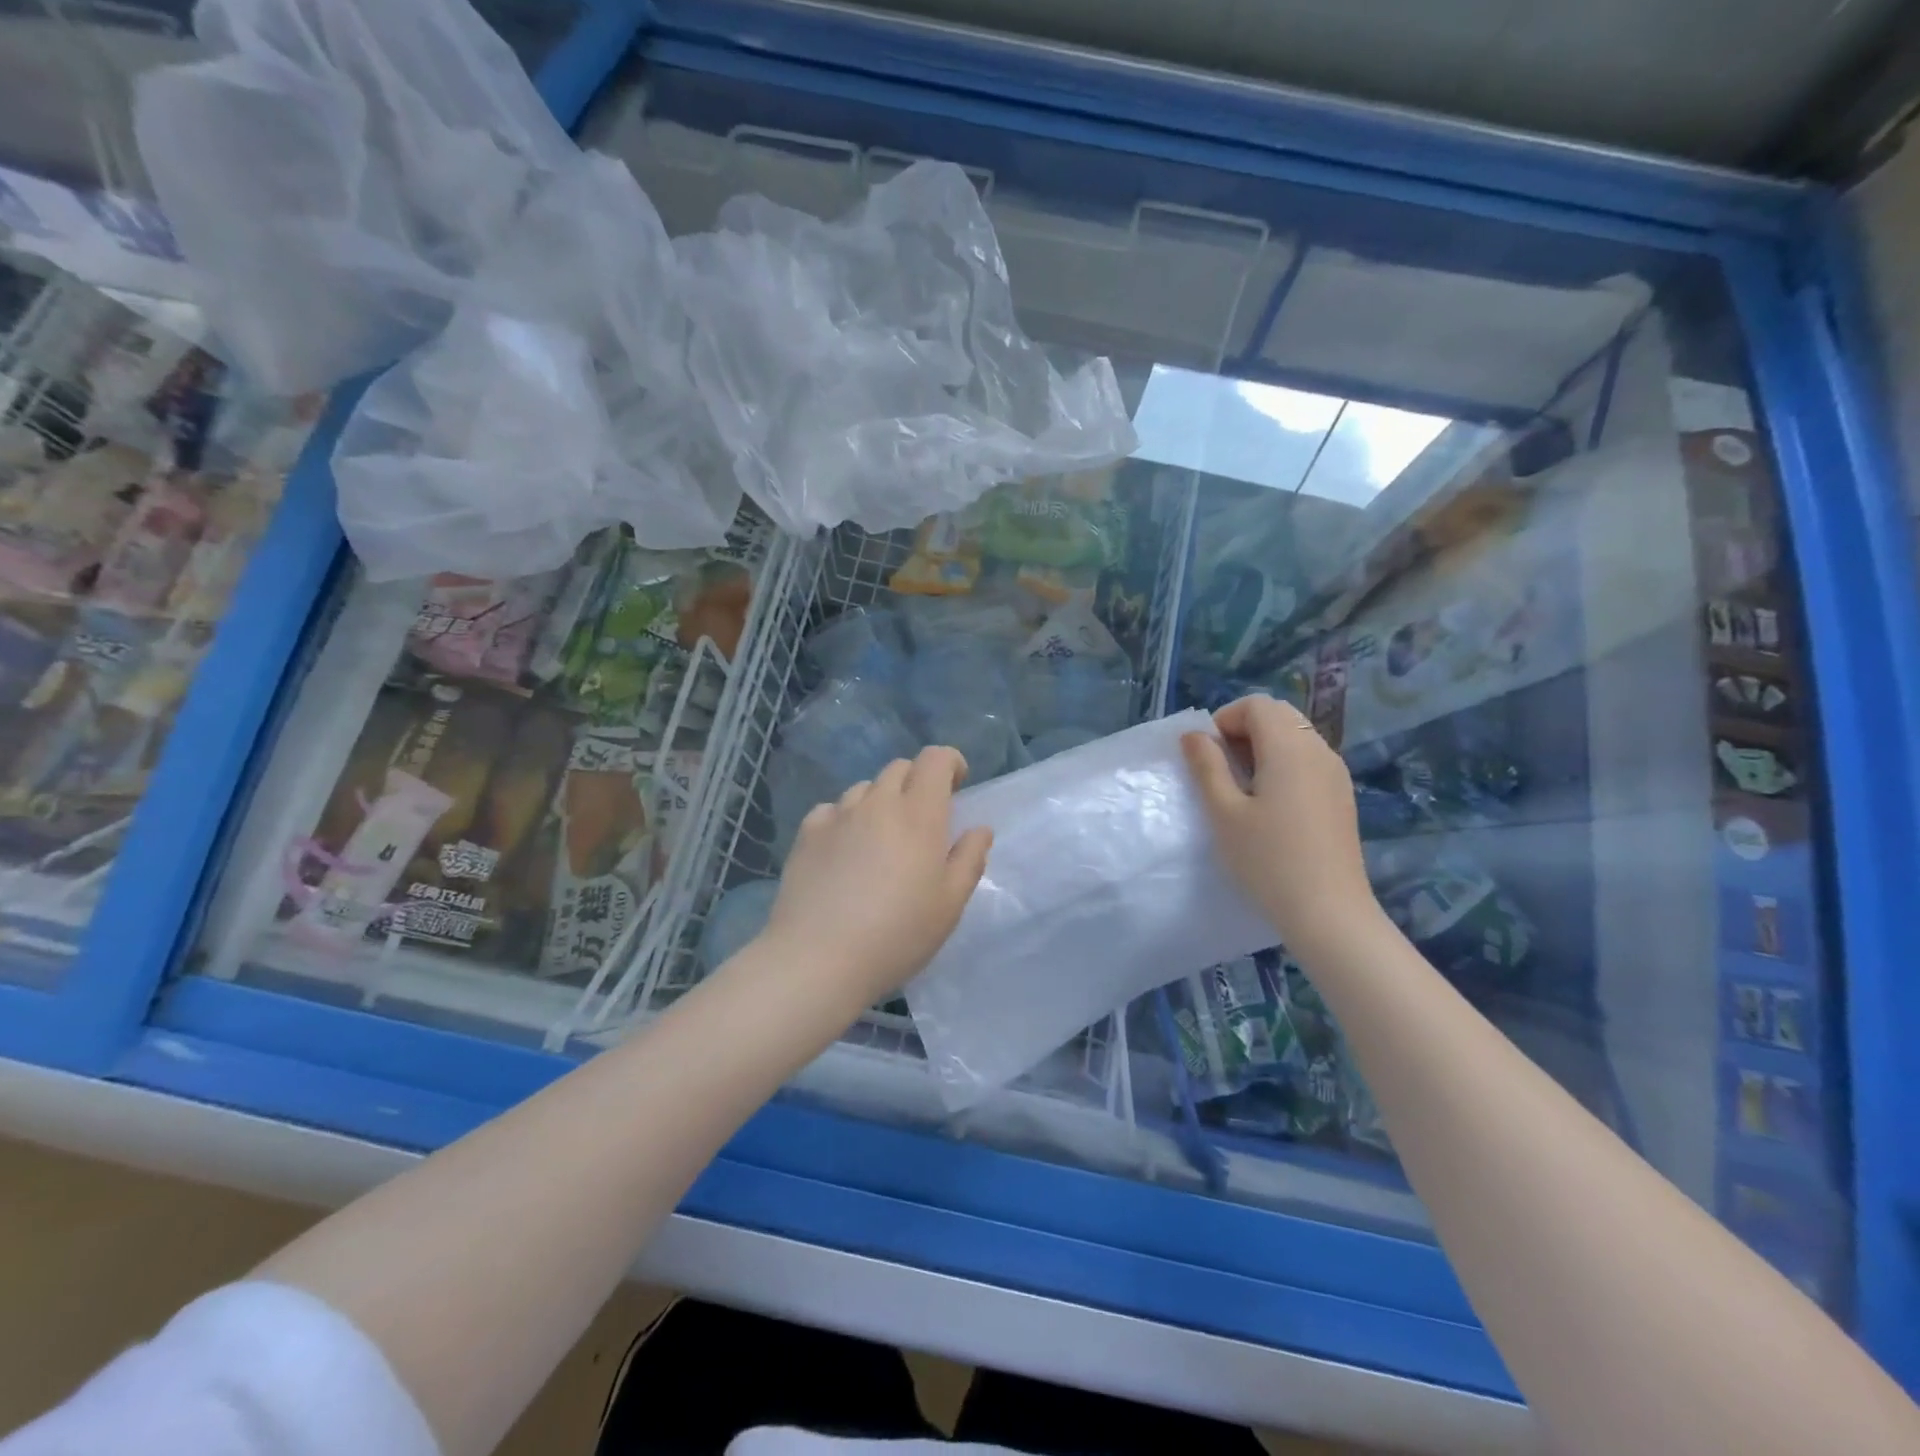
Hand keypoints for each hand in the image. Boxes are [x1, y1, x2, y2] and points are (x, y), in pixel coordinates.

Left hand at [757, 746, 992, 1014]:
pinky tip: (844, 850)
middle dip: (917, 782)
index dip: (950, 763)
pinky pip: (831, 810)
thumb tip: (979, 829)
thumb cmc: (897, 934)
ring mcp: (838, 816)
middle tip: (923, 819)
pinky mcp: (806, 834)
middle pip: (899, 768)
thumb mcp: (949, 904)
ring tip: (881, 838)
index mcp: (919, 815)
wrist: (818, 959)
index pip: (935, 759)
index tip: (957, 786)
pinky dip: (845, 818)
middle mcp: (877, 803)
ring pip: (864, 788)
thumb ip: (969, 859)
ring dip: (880, 801)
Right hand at [1181, 695, 1380, 955]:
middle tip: (1221, 769)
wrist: (1328, 912)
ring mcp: (1335, 773)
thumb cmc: (1267, 860)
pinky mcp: (1341, 795)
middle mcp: (1318, 750)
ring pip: (1295, 736)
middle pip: (1279, 715)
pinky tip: (1270, 805)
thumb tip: (1193, 735)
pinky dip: (1283, 764)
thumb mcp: (1223, 812)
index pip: (1257, 704)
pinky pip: (1308, 759)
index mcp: (1289, 747)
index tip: (1207, 756)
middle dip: (1243, 730)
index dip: (1225, 719)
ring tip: (1242, 789)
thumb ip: (1207, 766)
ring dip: (1263, 747)